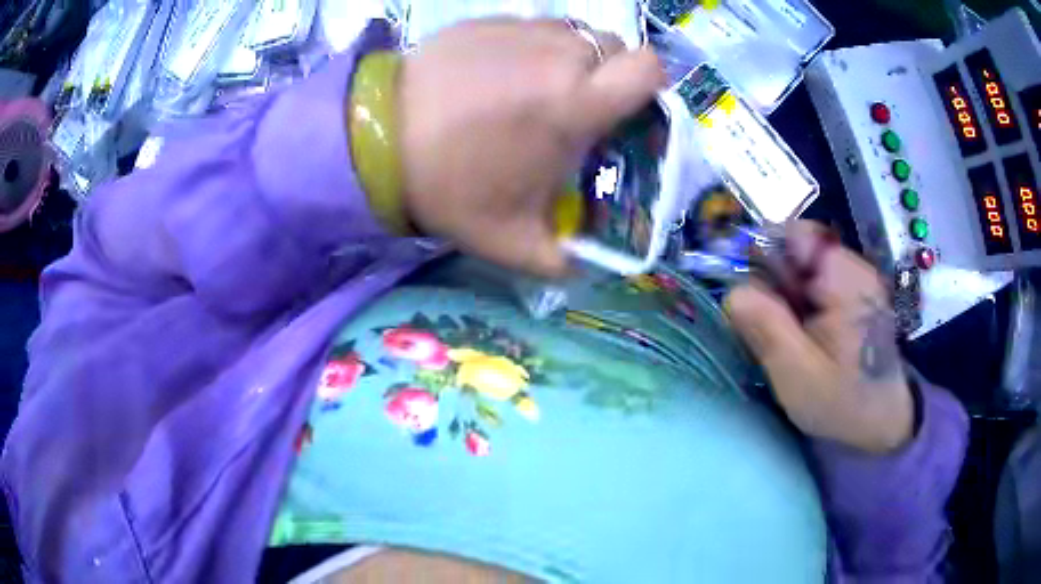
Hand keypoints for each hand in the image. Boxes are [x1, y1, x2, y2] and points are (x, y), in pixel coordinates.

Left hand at [397, 18, 664, 276]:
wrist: (376, 141)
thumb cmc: (448, 187)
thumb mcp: (510, 241)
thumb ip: (561, 262)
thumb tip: (586, 270)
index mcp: (575, 102)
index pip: (649, 68)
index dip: (650, 84)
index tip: (628, 107)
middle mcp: (557, 54)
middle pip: (613, 48)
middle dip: (606, 74)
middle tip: (575, 105)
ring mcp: (520, 29)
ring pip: (573, 33)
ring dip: (570, 58)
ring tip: (536, 88)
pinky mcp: (487, 20)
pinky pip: (532, 27)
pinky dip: (531, 46)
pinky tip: (498, 74)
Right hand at [725, 221, 914, 453]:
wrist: (883, 421)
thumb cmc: (842, 402)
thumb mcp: (797, 374)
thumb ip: (765, 328)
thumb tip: (732, 292)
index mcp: (845, 278)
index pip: (795, 234)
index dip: (762, 253)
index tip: (747, 291)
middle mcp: (853, 266)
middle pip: (797, 248)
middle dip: (773, 280)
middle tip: (766, 324)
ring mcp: (855, 278)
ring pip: (803, 267)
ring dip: (784, 294)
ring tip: (785, 335)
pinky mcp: (853, 293)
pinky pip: (815, 283)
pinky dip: (798, 302)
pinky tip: (800, 334)